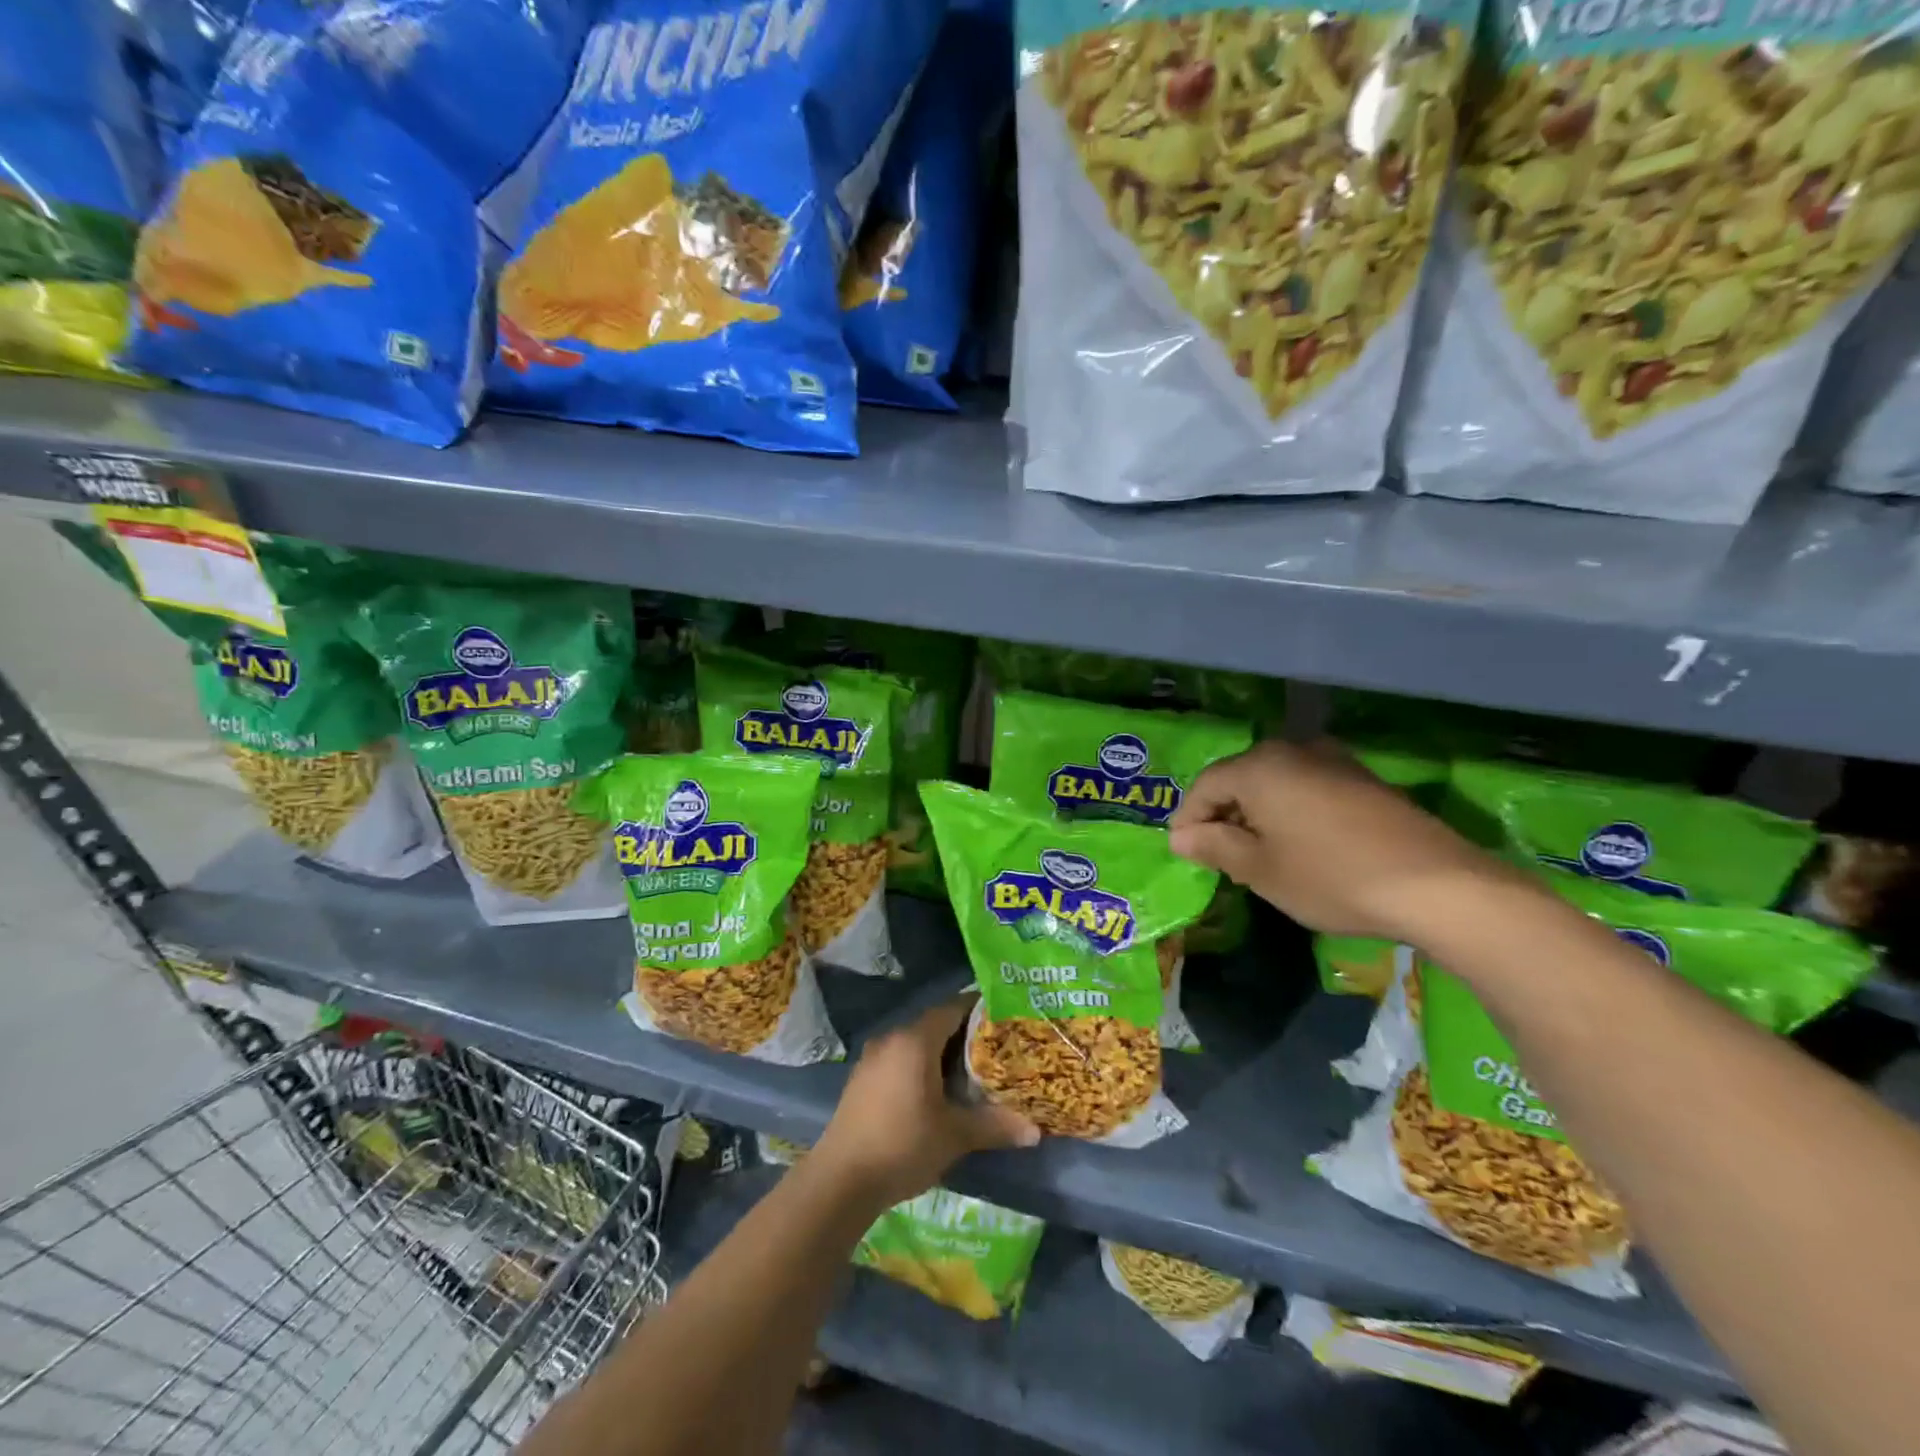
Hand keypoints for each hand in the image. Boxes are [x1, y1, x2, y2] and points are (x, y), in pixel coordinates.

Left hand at [812, 997, 1039, 1208]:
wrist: (840, 1180)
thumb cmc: (903, 1145)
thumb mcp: (954, 1136)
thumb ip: (994, 1126)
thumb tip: (1035, 1131)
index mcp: (916, 1040)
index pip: (954, 1008)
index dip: (981, 1010)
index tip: (1006, 1019)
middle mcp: (893, 1038)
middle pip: (936, 1024)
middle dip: (966, 1035)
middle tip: (997, 1049)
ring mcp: (873, 1058)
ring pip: (917, 1043)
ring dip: (942, 1053)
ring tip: (973, 1071)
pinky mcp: (863, 1078)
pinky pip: (900, 1059)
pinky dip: (921, 1066)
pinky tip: (937, 1091)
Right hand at [1167, 739, 1512, 943]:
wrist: (1437, 886)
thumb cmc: (1331, 877)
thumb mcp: (1261, 870)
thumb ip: (1214, 846)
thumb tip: (1180, 836)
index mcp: (1259, 767)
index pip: (1205, 786)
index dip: (1188, 819)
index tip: (1184, 852)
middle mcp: (1293, 750)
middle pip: (1239, 778)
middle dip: (1223, 815)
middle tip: (1217, 854)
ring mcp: (1333, 760)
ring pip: (1274, 782)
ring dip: (1257, 813)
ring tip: (1256, 853)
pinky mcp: (1363, 779)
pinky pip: (1306, 787)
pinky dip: (1290, 811)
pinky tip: (1299, 844)